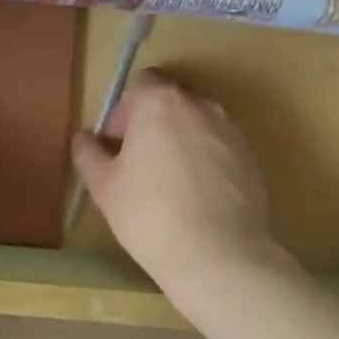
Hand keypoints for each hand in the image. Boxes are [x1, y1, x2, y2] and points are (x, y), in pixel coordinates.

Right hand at [71, 71, 280, 288]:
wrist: (219, 256)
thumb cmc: (150, 215)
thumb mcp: (104, 187)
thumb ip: (89, 153)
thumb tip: (85, 138)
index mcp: (160, 103)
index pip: (142, 82)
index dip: (125, 109)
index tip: (118, 141)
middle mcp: (200, 106)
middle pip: (171, 100)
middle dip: (153, 123)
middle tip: (140, 162)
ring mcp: (231, 130)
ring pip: (198, 124)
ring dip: (182, 140)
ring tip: (171, 182)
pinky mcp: (253, 158)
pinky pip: (220, 147)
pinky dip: (207, 160)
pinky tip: (198, 197)